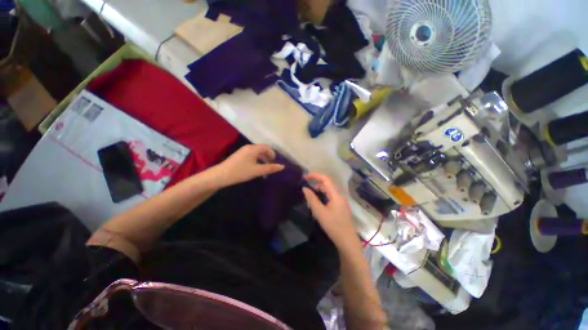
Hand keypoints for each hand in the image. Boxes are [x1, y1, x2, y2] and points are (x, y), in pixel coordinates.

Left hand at [213, 144, 284, 187]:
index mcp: (253, 149)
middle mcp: (248, 147)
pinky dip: (257, 161)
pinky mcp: (240, 156)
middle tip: (271, 166)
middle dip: (268, 157)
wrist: (221, 175)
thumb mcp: (257, 171)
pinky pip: (252, 156)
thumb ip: (270, 168)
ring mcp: (243, 151)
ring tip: (264, 169)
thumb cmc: (240, 172)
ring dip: (262, 160)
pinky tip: (256, 169)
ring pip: (257, 153)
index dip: (272, 154)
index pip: (266, 147)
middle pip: (262, 149)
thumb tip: (282, 166)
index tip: (275, 162)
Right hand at [302, 173, 358, 250]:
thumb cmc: (333, 226)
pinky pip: (330, 198)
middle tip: (305, 189)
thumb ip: (311, 199)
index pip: (326, 179)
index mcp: (335, 195)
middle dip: (315, 185)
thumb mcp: (319, 212)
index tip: (305, 177)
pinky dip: (322, 198)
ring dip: (318, 192)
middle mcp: (339, 196)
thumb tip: (304, 188)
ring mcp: (341, 202)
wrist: (347, 241)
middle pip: (327, 185)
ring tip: (309, 197)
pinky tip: (317, 204)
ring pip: (328, 192)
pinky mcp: (340, 208)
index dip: (315, 176)